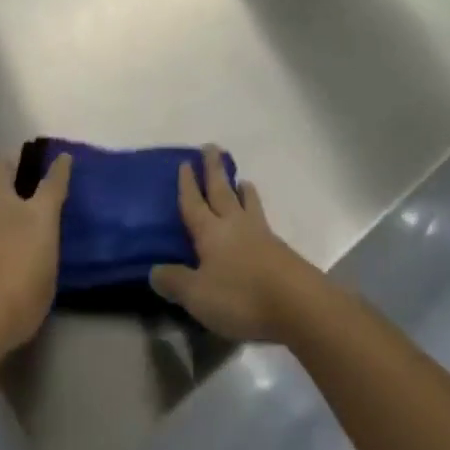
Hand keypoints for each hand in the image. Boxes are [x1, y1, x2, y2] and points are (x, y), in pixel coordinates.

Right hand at [151, 146, 318, 342]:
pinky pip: (261, 218)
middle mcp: (234, 223)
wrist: (295, 302)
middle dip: (214, 169)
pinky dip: (255, 210)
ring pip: (247, 202)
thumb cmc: (240, 296)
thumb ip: (175, 281)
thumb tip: (153, 269)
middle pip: (221, 190)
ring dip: (241, 189)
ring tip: (241, 180)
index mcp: (210, 231)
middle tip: (211, 147)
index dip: (188, 184)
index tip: (185, 162)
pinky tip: (257, 218)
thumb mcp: (198, 296)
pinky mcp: (278, 247)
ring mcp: (259, 233)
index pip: (194, 203)